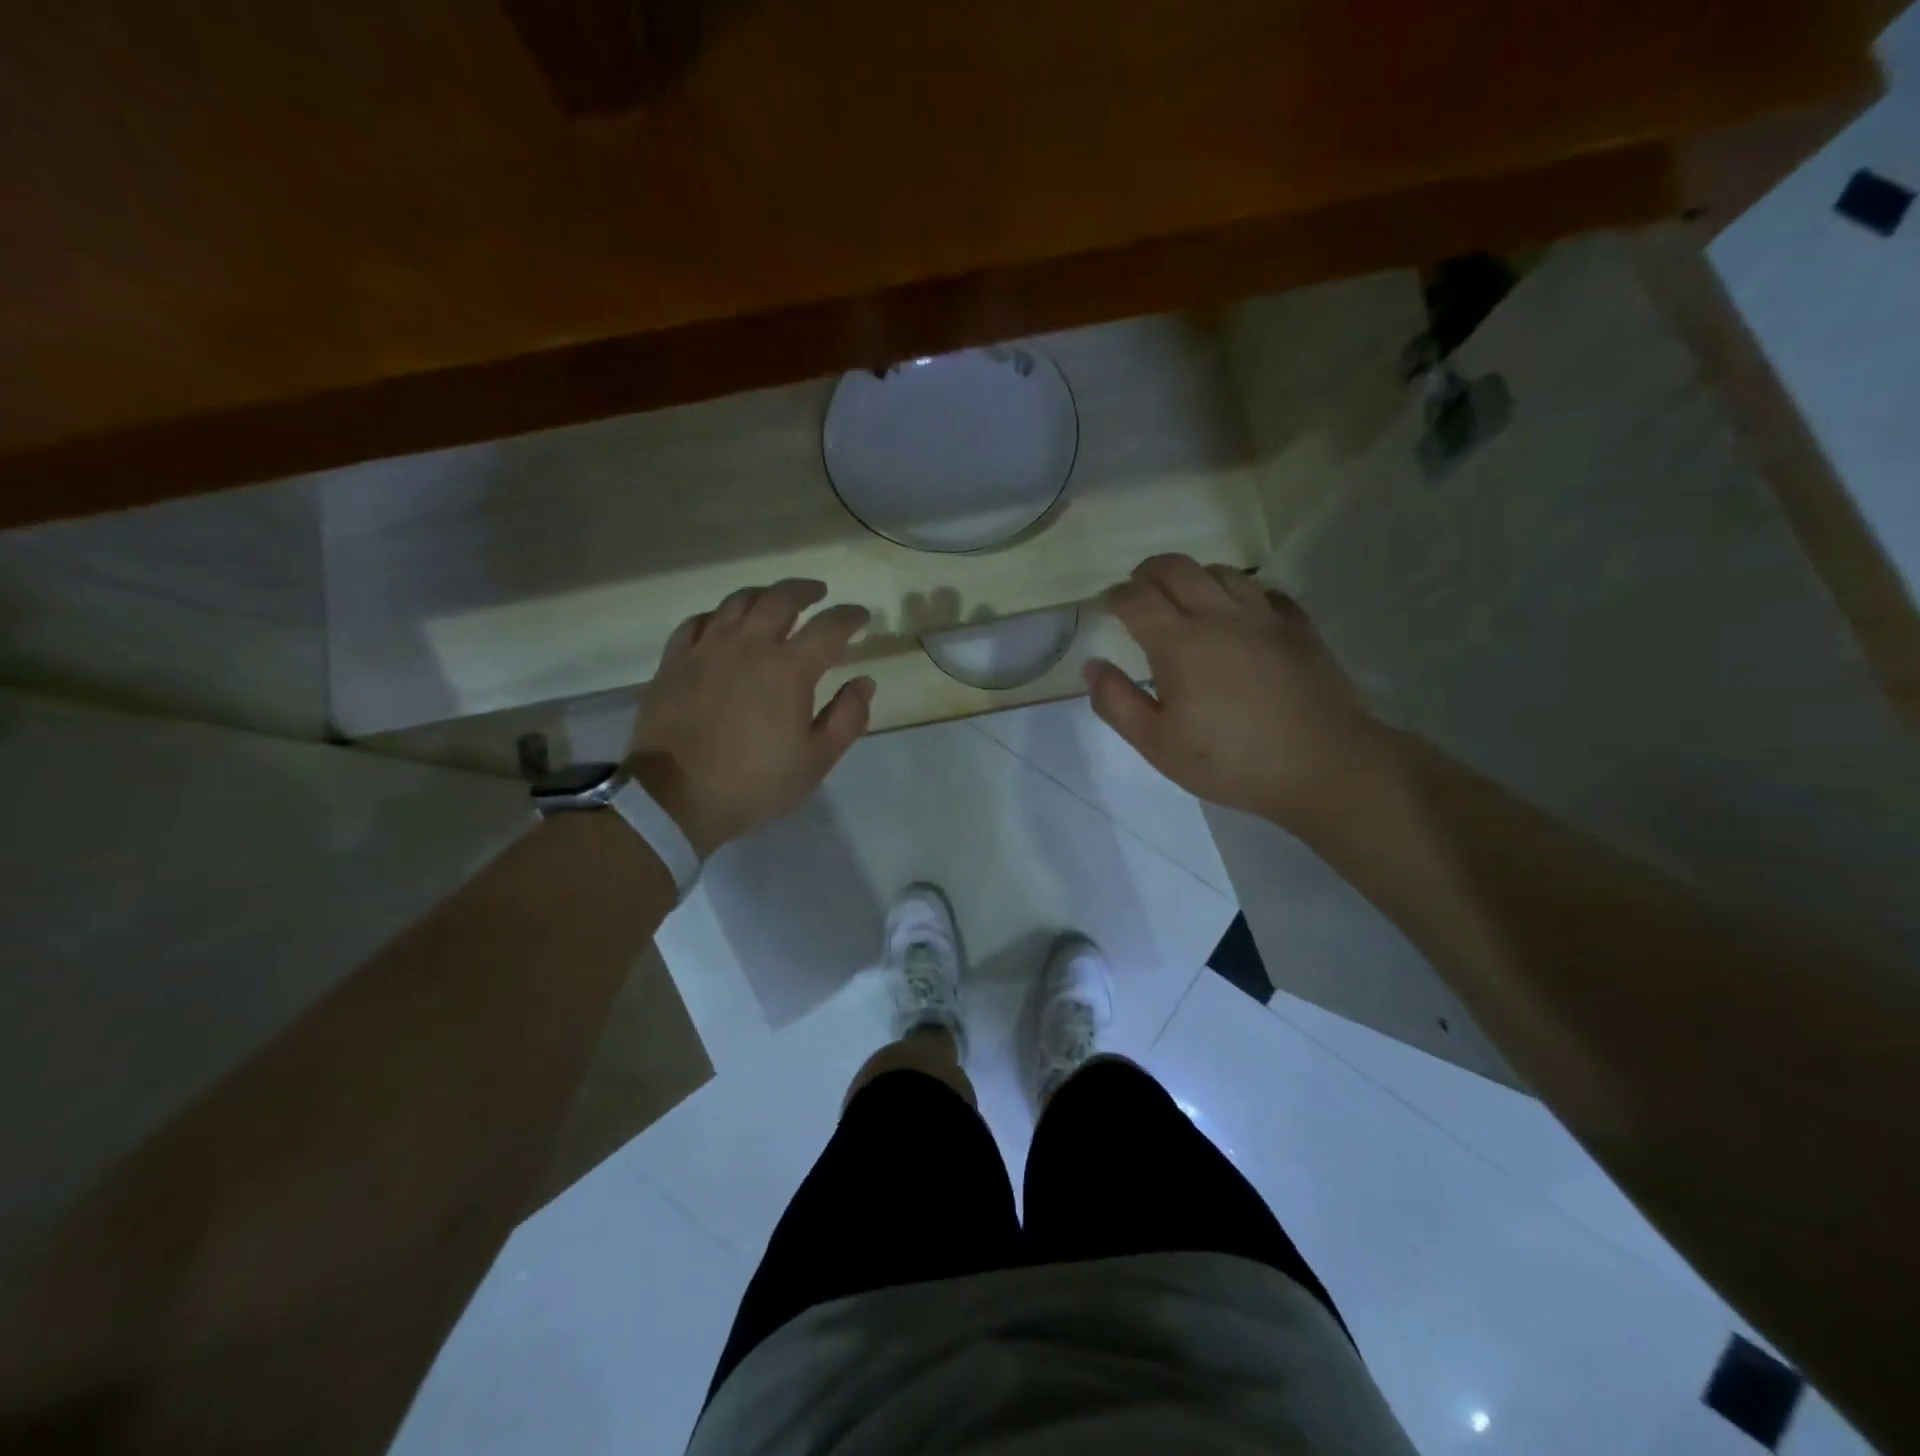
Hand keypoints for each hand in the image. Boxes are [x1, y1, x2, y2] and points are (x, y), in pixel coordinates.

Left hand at [626, 579, 873, 858]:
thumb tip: (863, 682)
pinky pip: (696, 622)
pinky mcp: (674, 662)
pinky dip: (716, 615)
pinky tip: (721, 623)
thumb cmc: (755, 782)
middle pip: (780, 599)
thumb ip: (847, 718)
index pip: (829, 627)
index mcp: (789, 668)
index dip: (850, 617)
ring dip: (762, 594)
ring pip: (737, 602)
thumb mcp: (816, 760)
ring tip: (773, 599)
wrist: (674, 798)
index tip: (861, 616)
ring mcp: (706, 649)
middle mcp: (749, 645)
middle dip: (805, 590)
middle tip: (818, 593)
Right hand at [1084, 554, 1390, 833]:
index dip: (1115, 596)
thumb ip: (1117, 703)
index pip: (1136, 598)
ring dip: (1194, 577)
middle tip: (1138, 590)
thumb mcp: (1157, 744)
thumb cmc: (1229, 760)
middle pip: (1177, 568)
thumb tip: (1093, 666)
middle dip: (1148, 572)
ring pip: (1222, 572)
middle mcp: (1220, 616)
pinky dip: (1242, 594)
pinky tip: (1239, 615)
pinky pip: (1265, 591)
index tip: (1107, 605)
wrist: (1321, 765)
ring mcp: (1264, 617)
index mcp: (1180, 643)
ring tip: (1185, 599)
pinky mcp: (1298, 627)